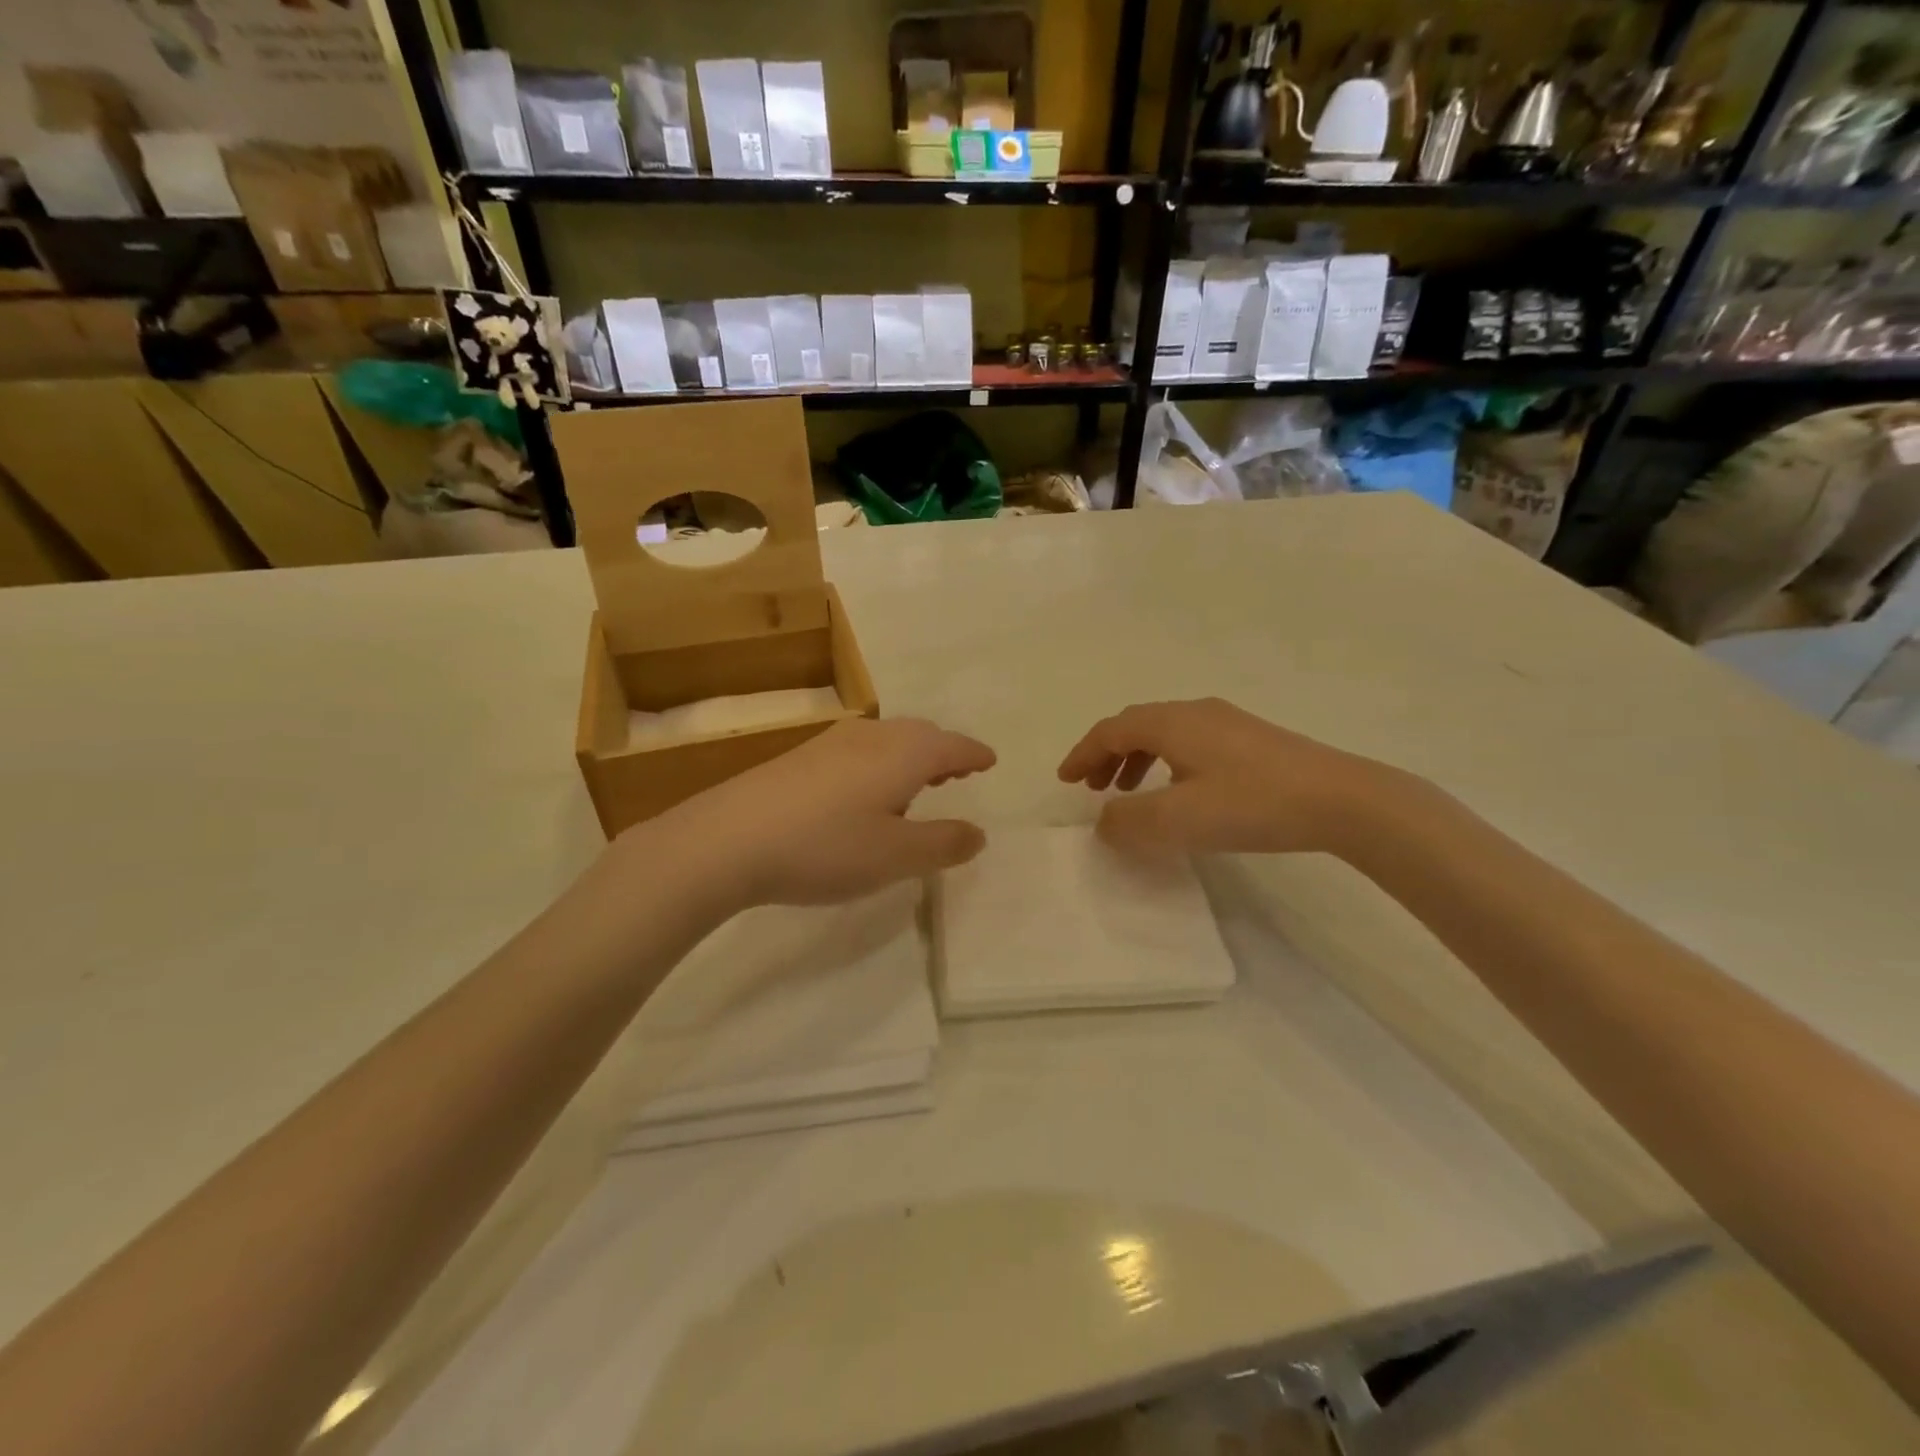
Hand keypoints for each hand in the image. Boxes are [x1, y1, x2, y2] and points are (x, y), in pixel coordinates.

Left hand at [633, 717, 995, 907]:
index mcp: (904, 754)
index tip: (990, 761)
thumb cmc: (825, 847)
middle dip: (944, 753)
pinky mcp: (800, 758)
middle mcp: (872, 737)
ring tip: (915, 787)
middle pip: (920, 735)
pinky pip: (858, 751)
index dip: (975, 754)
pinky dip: (878, 764)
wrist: (727, 839)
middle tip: (957, 774)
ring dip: (910, 758)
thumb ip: (943, 844)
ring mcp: (831, 743)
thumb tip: (978, 833)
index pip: (953, 746)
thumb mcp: (896, 857)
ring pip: (887, 740)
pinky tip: (863, 795)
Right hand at [1057, 698, 1398, 856]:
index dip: (1083, 753)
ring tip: (1130, 791)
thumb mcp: (1176, 820)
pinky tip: (1180, 790)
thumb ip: (1127, 821)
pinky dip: (1166, 762)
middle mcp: (1195, 712)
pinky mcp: (1252, 740)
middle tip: (1092, 786)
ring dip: (1137, 759)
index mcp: (1171, 723)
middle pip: (1136, 725)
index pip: (1111, 730)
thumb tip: (1103, 820)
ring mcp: (1228, 722)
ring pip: (1165, 733)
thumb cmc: (1250, 804)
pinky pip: (1190, 743)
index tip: (1064, 780)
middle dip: (1107, 754)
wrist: (1341, 799)